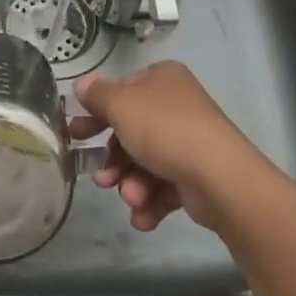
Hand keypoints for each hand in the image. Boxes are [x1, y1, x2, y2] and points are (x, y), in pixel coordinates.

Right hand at [70, 61, 266, 230]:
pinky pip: (164, 186)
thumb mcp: (120, 105)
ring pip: (146, 162)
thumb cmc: (163, 129)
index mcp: (161, 79)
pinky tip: (142, 216)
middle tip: (99, 178)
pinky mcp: (197, 175)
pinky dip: (150, 202)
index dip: (96, 112)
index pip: (122, 91)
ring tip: (130, 198)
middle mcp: (177, 105)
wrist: (219, 177)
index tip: (76, 133)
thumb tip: (82, 85)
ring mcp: (189, 141)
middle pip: (132, 131)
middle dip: (114, 159)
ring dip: (131, 184)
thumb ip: (97, 95)